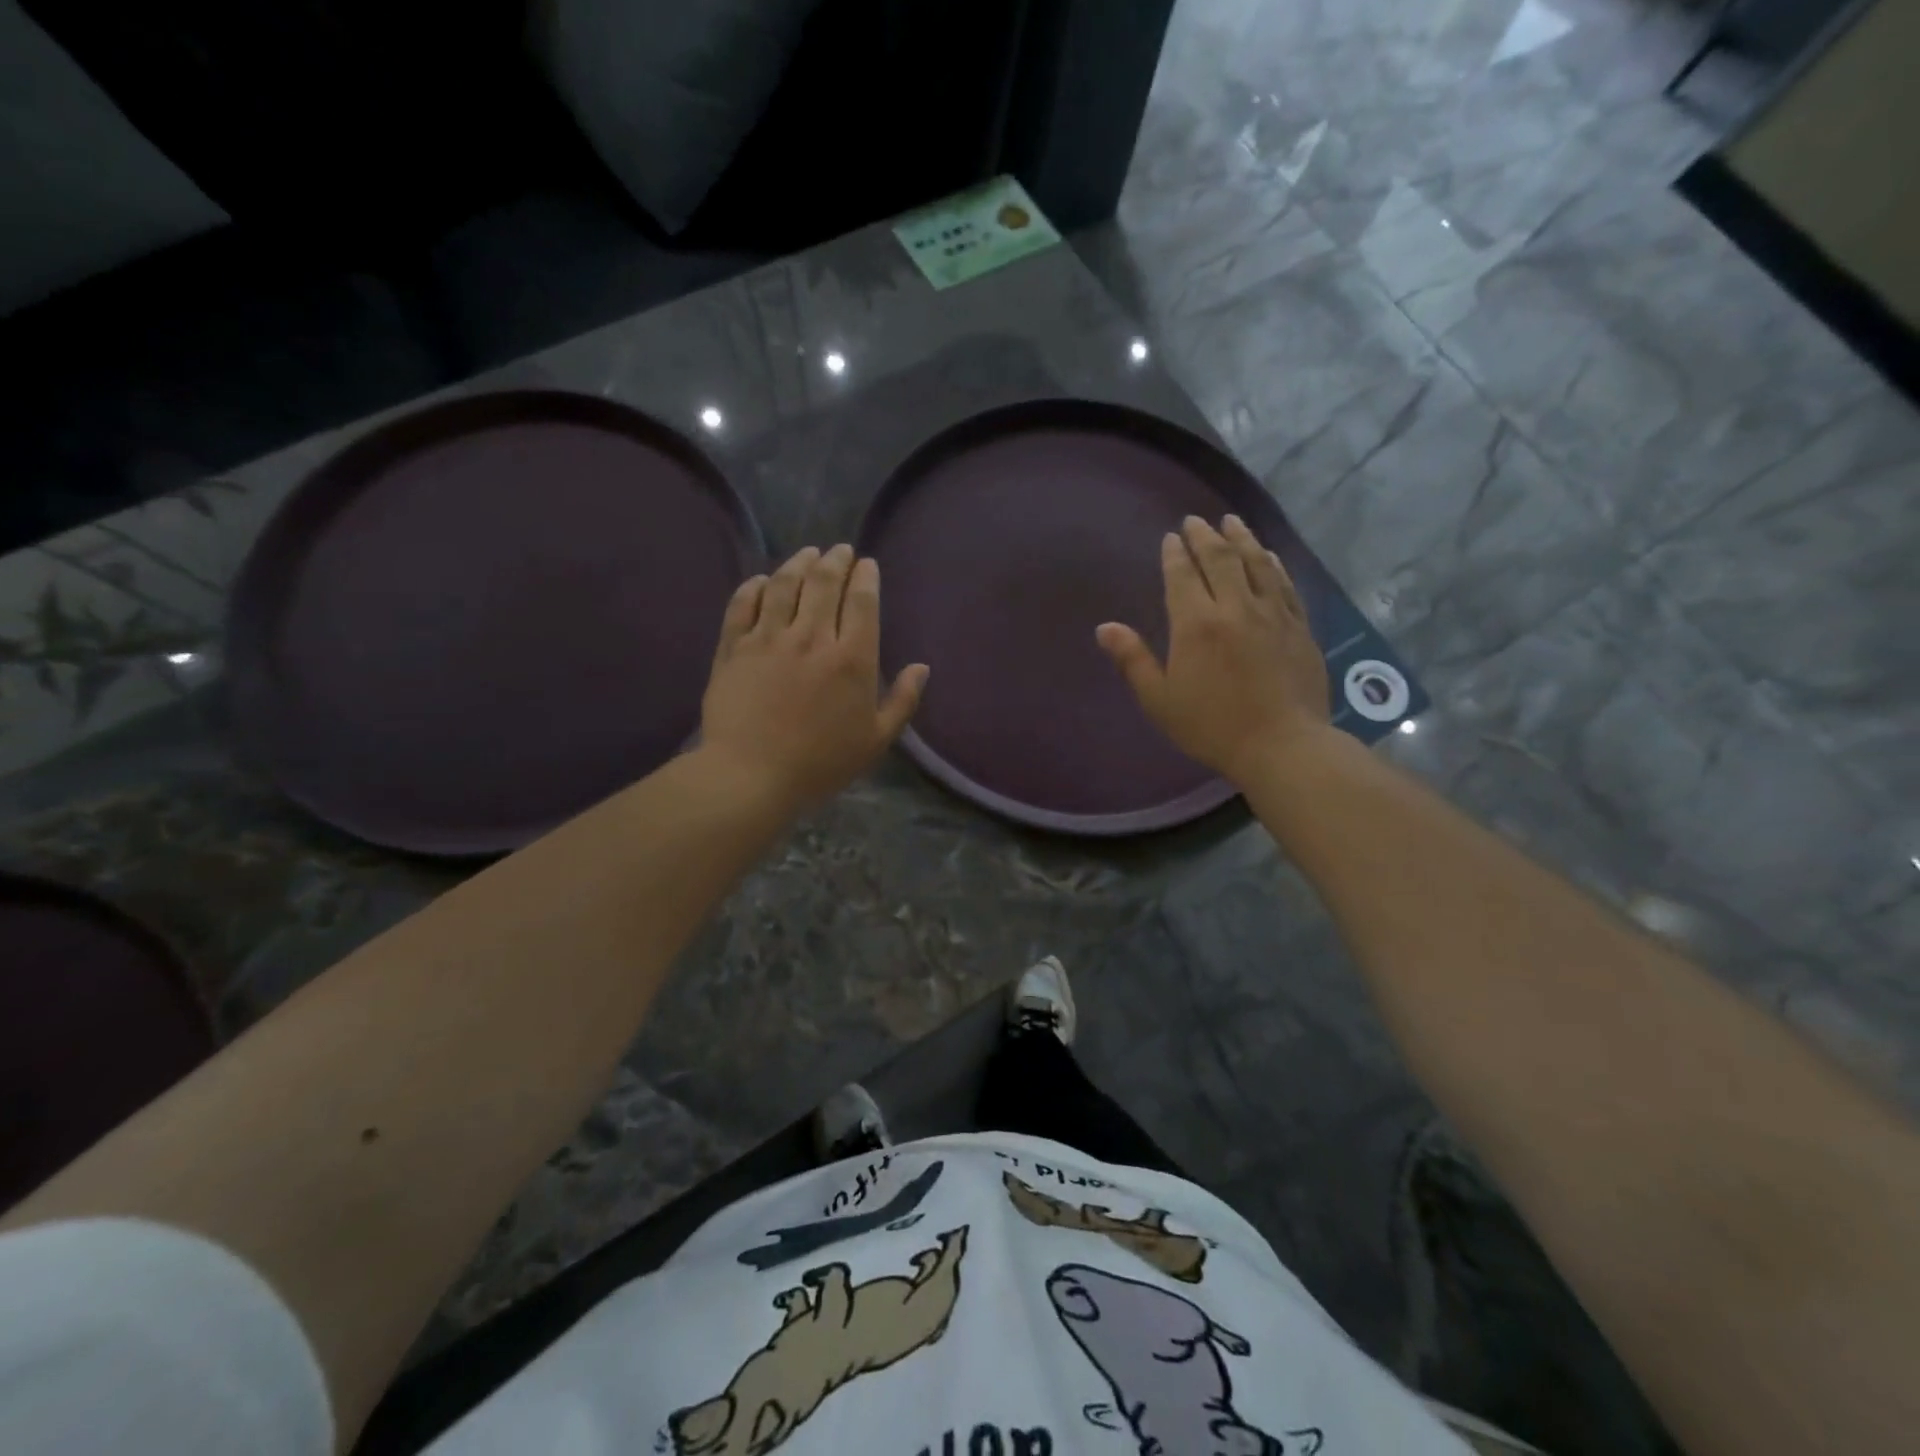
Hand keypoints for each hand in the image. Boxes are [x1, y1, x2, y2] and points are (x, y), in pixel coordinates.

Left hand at [700, 543, 928, 811]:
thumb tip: (922, 668)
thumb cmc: (821, 764)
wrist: (751, 776)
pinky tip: (761, 580)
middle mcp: (811, 638)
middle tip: (839, 551)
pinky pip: (742, 605)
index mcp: (852, 659)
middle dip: (835, 560)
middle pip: (823, 583)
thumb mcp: (875, 741)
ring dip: (798, 563)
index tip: (867, 565)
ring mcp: (768, 639)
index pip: (862, 601)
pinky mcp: (734, 648)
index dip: (865, 577)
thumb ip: (902, 701)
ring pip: (783, 585)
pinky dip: (753, 587)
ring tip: (807, 554)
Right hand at [1096, 515, 1330, 782]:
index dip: (1175, 554)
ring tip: (1232, 521)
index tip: (1171, 537)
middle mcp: (1235, 607)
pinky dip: (1273, 563)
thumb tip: (1105, 628)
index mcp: (1196, 624)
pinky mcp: (1299, 626)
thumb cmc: (1211, 726)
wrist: (1282, 745)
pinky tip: (1268, 554)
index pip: (1182, 576)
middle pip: (1220, 559)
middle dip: (1205, 536)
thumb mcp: (1160, 699)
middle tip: (1196, 521)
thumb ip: (1133, 660)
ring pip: (1256, 563)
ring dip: (1241, 538)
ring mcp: (1272, 613)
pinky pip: (1284, 583)